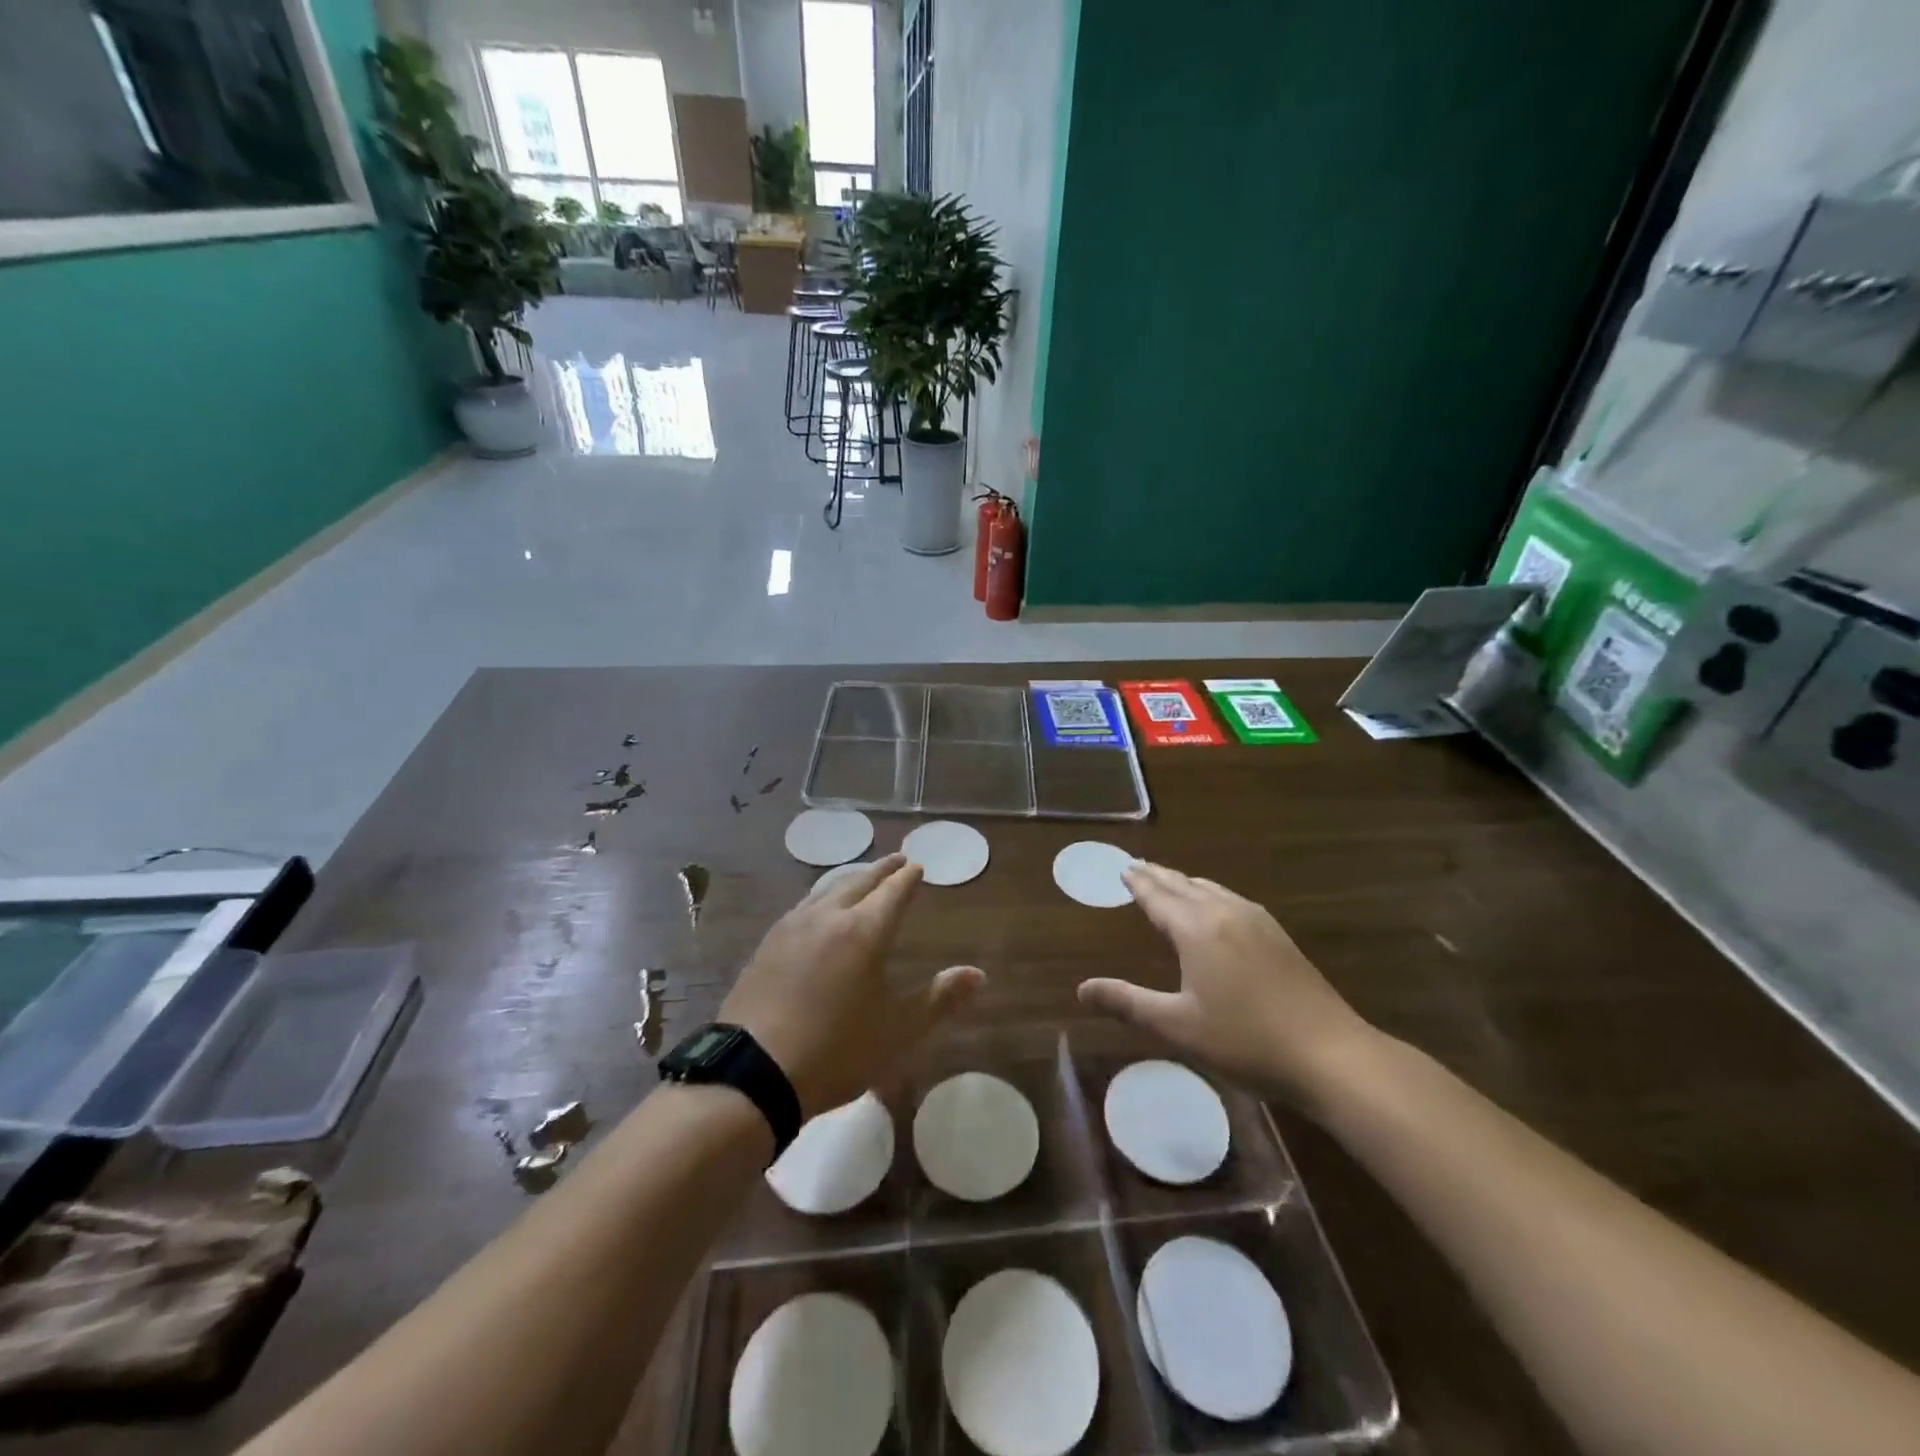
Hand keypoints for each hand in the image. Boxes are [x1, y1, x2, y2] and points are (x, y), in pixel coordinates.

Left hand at [720, 855, 985, 1118]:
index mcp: (865, 932)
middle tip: (896, 861)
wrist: (753, 1072)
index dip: (908, 879)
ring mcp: (792, 927)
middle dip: (881, 870)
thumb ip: (940, 1000)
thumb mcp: (898, 1031)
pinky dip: (823, 896)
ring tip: (861, 879)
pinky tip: (818, 909)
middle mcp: (829, 917)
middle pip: (859, 882)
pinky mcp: (767, 944)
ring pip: (827, 888)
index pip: (893, 892)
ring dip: (851, 879)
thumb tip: (978, 975)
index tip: (918, 867)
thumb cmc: (836, 1051)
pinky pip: (804, 905)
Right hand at [1076, 861, 1376, 1106]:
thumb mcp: (1178, 1026)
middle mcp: (1225, 913)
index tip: (1123, 867)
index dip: (1138, 883)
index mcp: (1196, 929)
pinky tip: (1217, 906)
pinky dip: (1210, 893)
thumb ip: (1128, 1003)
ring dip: (1185, 882)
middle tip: (1139, 866)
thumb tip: (1081, 989)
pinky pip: (1232, 899)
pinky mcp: (1278, 935)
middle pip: (1184, 885)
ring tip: (1171, 881)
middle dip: (1159, 876)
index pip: (1158, 897)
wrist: (1330, 1053)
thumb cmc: (1245, 1040)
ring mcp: (1257, 921)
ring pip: (1211, 889)